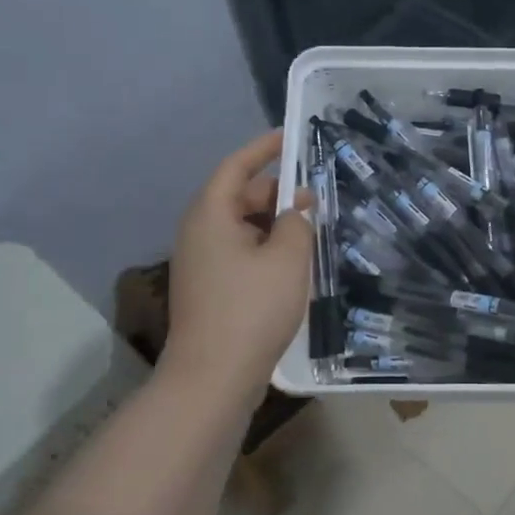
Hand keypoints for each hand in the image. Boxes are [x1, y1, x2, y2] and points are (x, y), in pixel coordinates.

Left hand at [163, 131, 312, 397]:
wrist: (213, 378)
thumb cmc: (251, 309)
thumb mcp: (287, 258)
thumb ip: (297, 222)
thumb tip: (297, 207)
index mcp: (210, 215)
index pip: (236, 167)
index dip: (263, 148)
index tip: (289, 136)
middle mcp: (198, 233)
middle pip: (238, 196)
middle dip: (276, 192)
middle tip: (315, 196)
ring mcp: (200, 263)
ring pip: (241, 227)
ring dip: (274, 223)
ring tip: (311, 228)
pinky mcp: (209, 289)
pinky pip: (239, 252)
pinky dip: (265, 247)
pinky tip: (293, 263)